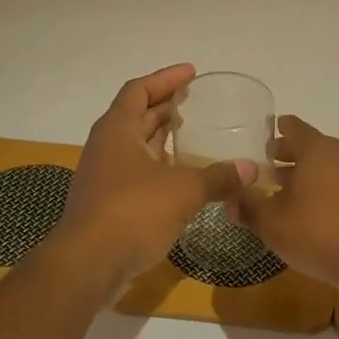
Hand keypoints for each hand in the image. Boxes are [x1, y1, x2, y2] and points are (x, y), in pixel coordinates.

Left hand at [46, 64, 253, 293]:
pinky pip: (138, 172)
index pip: (139, 90)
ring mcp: (105, 176)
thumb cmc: (132, 212)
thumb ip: (218, 177)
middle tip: (198, 102)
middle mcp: (107, 147)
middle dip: (166, 107)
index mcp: (117, 130)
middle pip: (137, 116)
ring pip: (137, 146)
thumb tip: (250, 169)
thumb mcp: (183, 190)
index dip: (165, 79)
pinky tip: (185, 176)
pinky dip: (161, 167)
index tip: (192, 73)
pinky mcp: (109, 203)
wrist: (88, 265)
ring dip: (164, 138)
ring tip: (196, 134)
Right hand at [231, 116, 338, 294]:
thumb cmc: (318, 231)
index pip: (292, 127)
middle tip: (264, 168)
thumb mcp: (273, 223)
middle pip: (310, 146)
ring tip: (281, 192)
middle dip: (287, 156)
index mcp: (316, 148)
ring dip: (304, 175)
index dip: (274, 131)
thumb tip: (228, 200)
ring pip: (325, 166)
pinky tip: (306, 212)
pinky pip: (338, 183)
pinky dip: (321, 189)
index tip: (260, 139)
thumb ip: (249, 208)